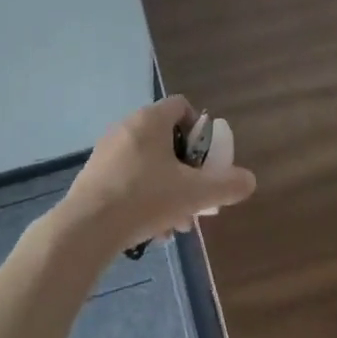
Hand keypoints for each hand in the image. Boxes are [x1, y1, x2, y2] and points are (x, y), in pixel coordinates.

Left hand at [58, 97, 256, 254]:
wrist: (87, 227)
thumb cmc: (144, 198)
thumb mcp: (193, 194)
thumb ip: (225, 185)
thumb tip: (250, 180)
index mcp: (151, 120)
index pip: (181, 106)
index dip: (199, 129)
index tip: (205, 160)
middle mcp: (127, 126)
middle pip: (166, 140)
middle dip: (185, 171)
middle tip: (194, 199)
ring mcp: (107, 150)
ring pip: (148, 164)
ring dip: (166, 190)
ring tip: (175, 226)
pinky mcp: (94, 174)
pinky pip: (128, 178)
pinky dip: (143, 197)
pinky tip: (150, 231)